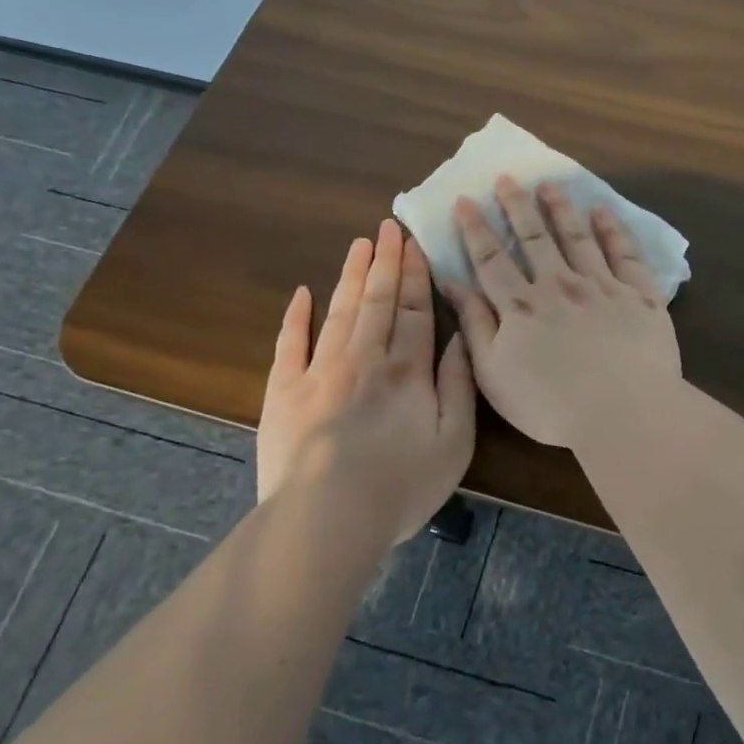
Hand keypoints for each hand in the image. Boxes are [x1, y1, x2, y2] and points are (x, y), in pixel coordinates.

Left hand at [257, 219, 475, 548]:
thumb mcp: (455, 441)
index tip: (416, 243)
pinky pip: (290, 344)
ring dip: (351, 275)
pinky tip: (302, 293)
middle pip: (378, 300)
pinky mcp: (285, 391)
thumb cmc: (401, 485)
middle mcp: (365, 359)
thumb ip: (458, 386)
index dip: (417, 275)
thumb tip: (458, 339)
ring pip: (340, 312)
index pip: (416, 311)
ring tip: (359, 244)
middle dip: (386, 262)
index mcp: (408, 371)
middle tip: (388, 226)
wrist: (327, 517)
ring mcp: (321, 371)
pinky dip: (296, 317)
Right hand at [444, 177, 680, 448]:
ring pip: (577, 237)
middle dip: (518, 206)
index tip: (465, 200)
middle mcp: (559, 285)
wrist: (624, 411)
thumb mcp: (494, 374)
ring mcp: (602, 286)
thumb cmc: (551, 404)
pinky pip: (625, 254)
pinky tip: (603, 211)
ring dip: (561, 209)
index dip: (476, 229)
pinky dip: (612, 230)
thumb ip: (475, 326)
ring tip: (550, 185)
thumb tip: (452, 284)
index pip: (492, 259)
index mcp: (522, 306)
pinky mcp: (639, 295)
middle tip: (508, 178)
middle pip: (534, 238)